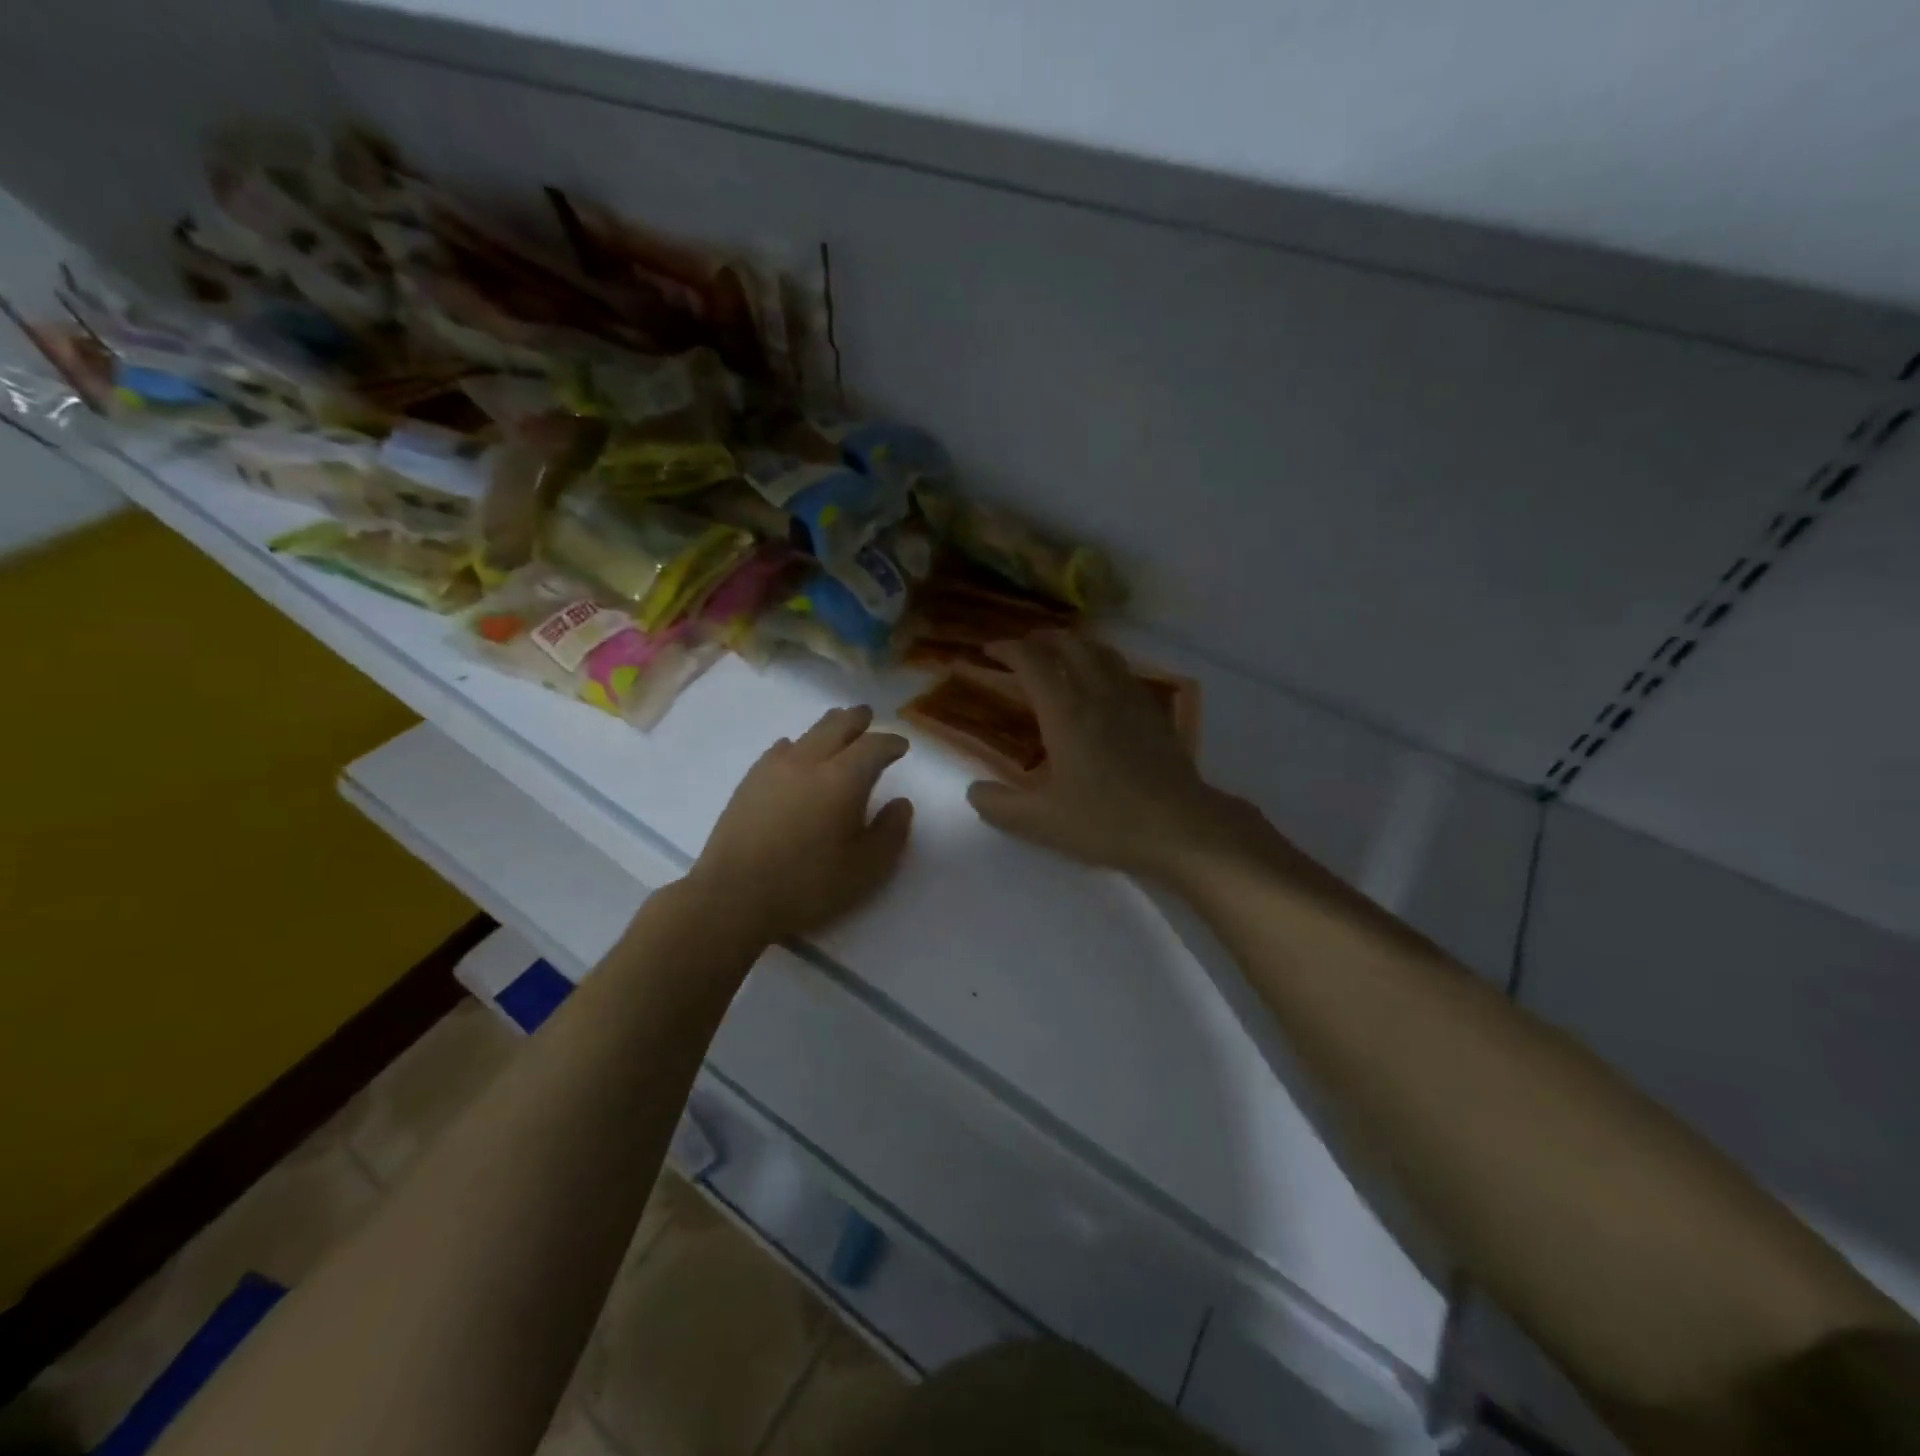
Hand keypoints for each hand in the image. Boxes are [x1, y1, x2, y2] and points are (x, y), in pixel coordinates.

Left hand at [688, 705, 913, 942]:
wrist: (733, 896)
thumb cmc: (808, 885)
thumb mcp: (866, 869)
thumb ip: (891, 832)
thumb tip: (900, 803)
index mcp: (843, 779)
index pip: (874, 746)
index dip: (891, 743)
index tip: (901, 746)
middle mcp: (810, 762)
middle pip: (838, 725)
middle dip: (857, 719)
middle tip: (869, 717)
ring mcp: (774, 768)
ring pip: (808, 733)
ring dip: (828, 727)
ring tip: (837, 728)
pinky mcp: (750, 781)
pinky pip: (780, 749)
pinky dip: (797, 745)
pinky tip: (794, 754)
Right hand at [966, 633, 1283, 882]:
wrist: (1181, 827)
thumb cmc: (1107, 821)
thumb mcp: (1041, 822)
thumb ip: (999, 806)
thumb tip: (974, 791)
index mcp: (1065, 712)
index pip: (1032, 661)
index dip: (1007, 649)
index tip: (989, 651)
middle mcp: (1098, 693)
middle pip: (1070, 644)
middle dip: (1042, 639)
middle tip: (1024, 650)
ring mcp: (1131, 699)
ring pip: (1101, 652)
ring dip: (1075, 645)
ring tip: (1061, 656)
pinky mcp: (1154, 713)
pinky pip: (1124, 671)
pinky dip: (1103, 663)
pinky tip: (1102, 685)